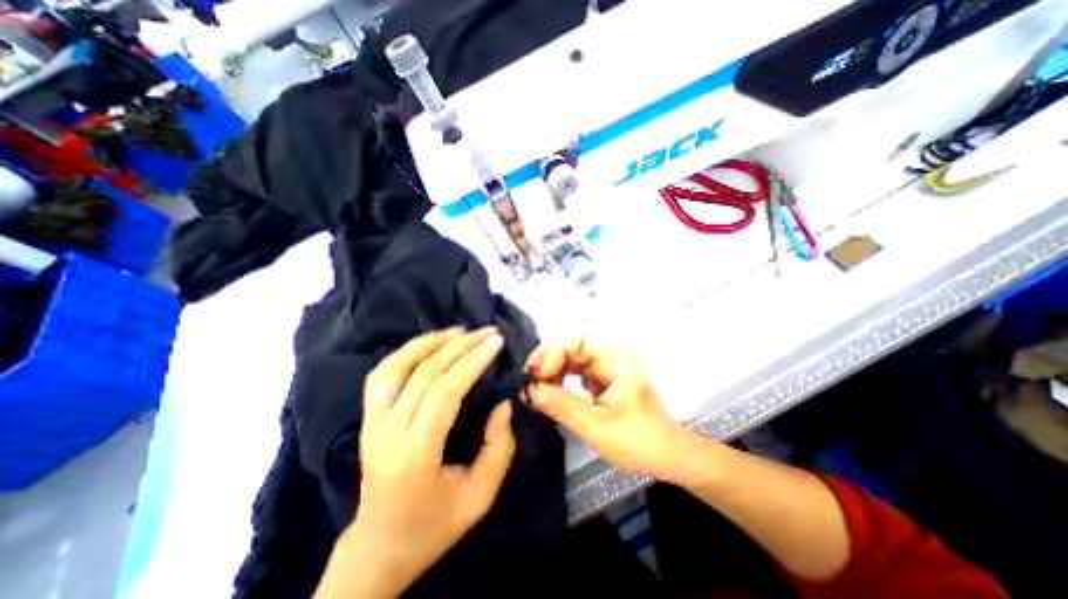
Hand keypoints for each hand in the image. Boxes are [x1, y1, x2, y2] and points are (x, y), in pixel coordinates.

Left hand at [315, 329, 517, 597]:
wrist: (379, 549)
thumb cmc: (434, 525)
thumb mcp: (480, 497)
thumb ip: (499, 448)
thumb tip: (502, 404)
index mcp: (415, 455)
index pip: (444, 392)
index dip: (472, 361)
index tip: (495, 343)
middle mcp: (386, 434)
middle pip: (423, 374)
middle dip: (460, 346)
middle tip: (487, 332)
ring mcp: (370, 425)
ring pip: (395, 367)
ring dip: (429, 342)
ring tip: (459, 331)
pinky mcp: (366, 421)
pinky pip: (381, 376)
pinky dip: (405, 353)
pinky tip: (428, 344)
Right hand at [525, 336, 692, 480]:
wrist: (665, 455)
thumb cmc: (638, 440)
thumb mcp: (597, 426)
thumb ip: (562, 406)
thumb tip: (529, 390)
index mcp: (616, 360)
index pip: (580, 337)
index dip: (555, 350)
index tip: (538, 373)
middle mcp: (610, 356)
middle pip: (572, 343)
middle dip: (549, 358)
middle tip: (530, 379)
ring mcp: (605, 366)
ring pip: (571, 356)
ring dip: (551, 368)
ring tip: (537, 387)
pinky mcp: (599, 378)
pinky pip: (574, 369)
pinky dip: (559, 378)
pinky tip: (550, 391)